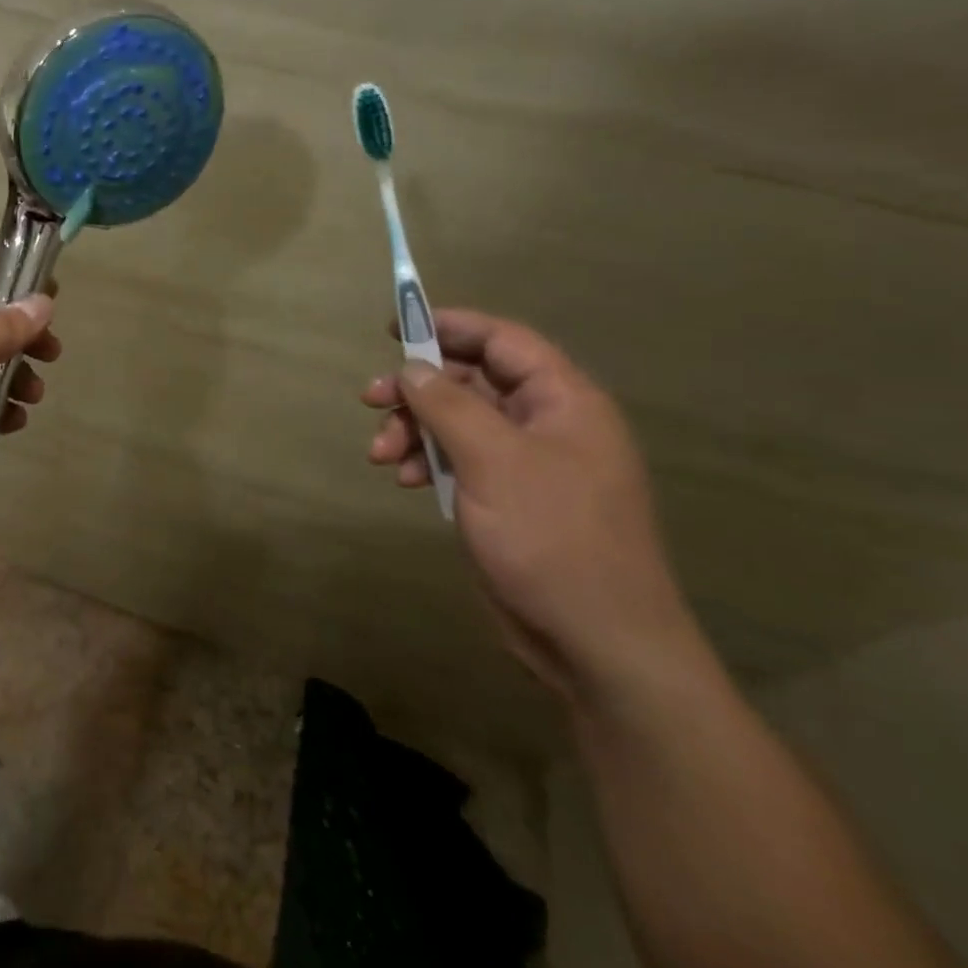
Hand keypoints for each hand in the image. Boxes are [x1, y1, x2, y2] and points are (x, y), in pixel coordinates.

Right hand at [363, 310, 706, 702]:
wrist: (595, 641)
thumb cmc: (551, 537)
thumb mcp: (493, 460)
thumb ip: (448, 404)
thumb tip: (412, 366)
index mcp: (563, 401)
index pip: (502, 341)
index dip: (449, 326)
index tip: (394, 328)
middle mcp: (546, 424)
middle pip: (471, 381)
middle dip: (418, 389)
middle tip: (371, 399)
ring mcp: (526, 464)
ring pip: (457, 423)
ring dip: (414, 430)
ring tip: (381, 454)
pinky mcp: (506, 498)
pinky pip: (459, 461)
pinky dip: (427, 462)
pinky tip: (405, 480)